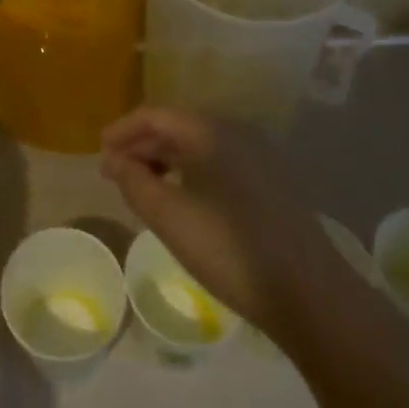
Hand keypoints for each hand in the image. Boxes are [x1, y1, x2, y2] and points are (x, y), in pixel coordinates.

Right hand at [101, 108, 342, 338]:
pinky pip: (217, 163)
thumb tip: (113, 159)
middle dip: (142, 145)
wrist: (309, 292)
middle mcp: (235, 132)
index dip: (123, 130)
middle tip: (115, 172)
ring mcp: (256, 157)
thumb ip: (135, 182)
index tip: (100, 151)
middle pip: (177, 127)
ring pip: (198, 146)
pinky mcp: (268, 182)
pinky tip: (180, 200)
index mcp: (210, 132)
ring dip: (165, 160)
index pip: (156, 115)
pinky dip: (190, 173)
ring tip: (142, 187)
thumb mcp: (170, 217)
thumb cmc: (230, 249)